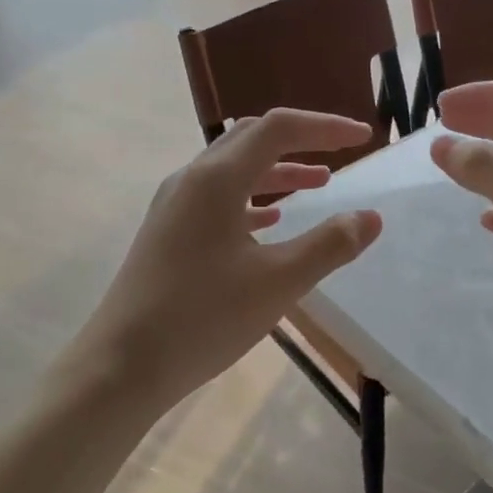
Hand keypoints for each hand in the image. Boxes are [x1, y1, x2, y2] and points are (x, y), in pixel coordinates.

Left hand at [76, 109, 382, 414]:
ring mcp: (174, 205)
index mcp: (217, 179)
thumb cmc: (203, 318)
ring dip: (278, 170)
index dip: (325, 127)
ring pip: (234, 169)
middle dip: (300, 140)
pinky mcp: (168, 232)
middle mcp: (192, 180)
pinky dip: (252, 198)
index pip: (278, 129)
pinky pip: (217, 198)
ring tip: (318, 183)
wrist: (122, 365)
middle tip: (340, 152)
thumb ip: (329, 245)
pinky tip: (270, 220)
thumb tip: (370, 217)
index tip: (364, 138)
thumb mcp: (278, 283)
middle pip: (252, 138)